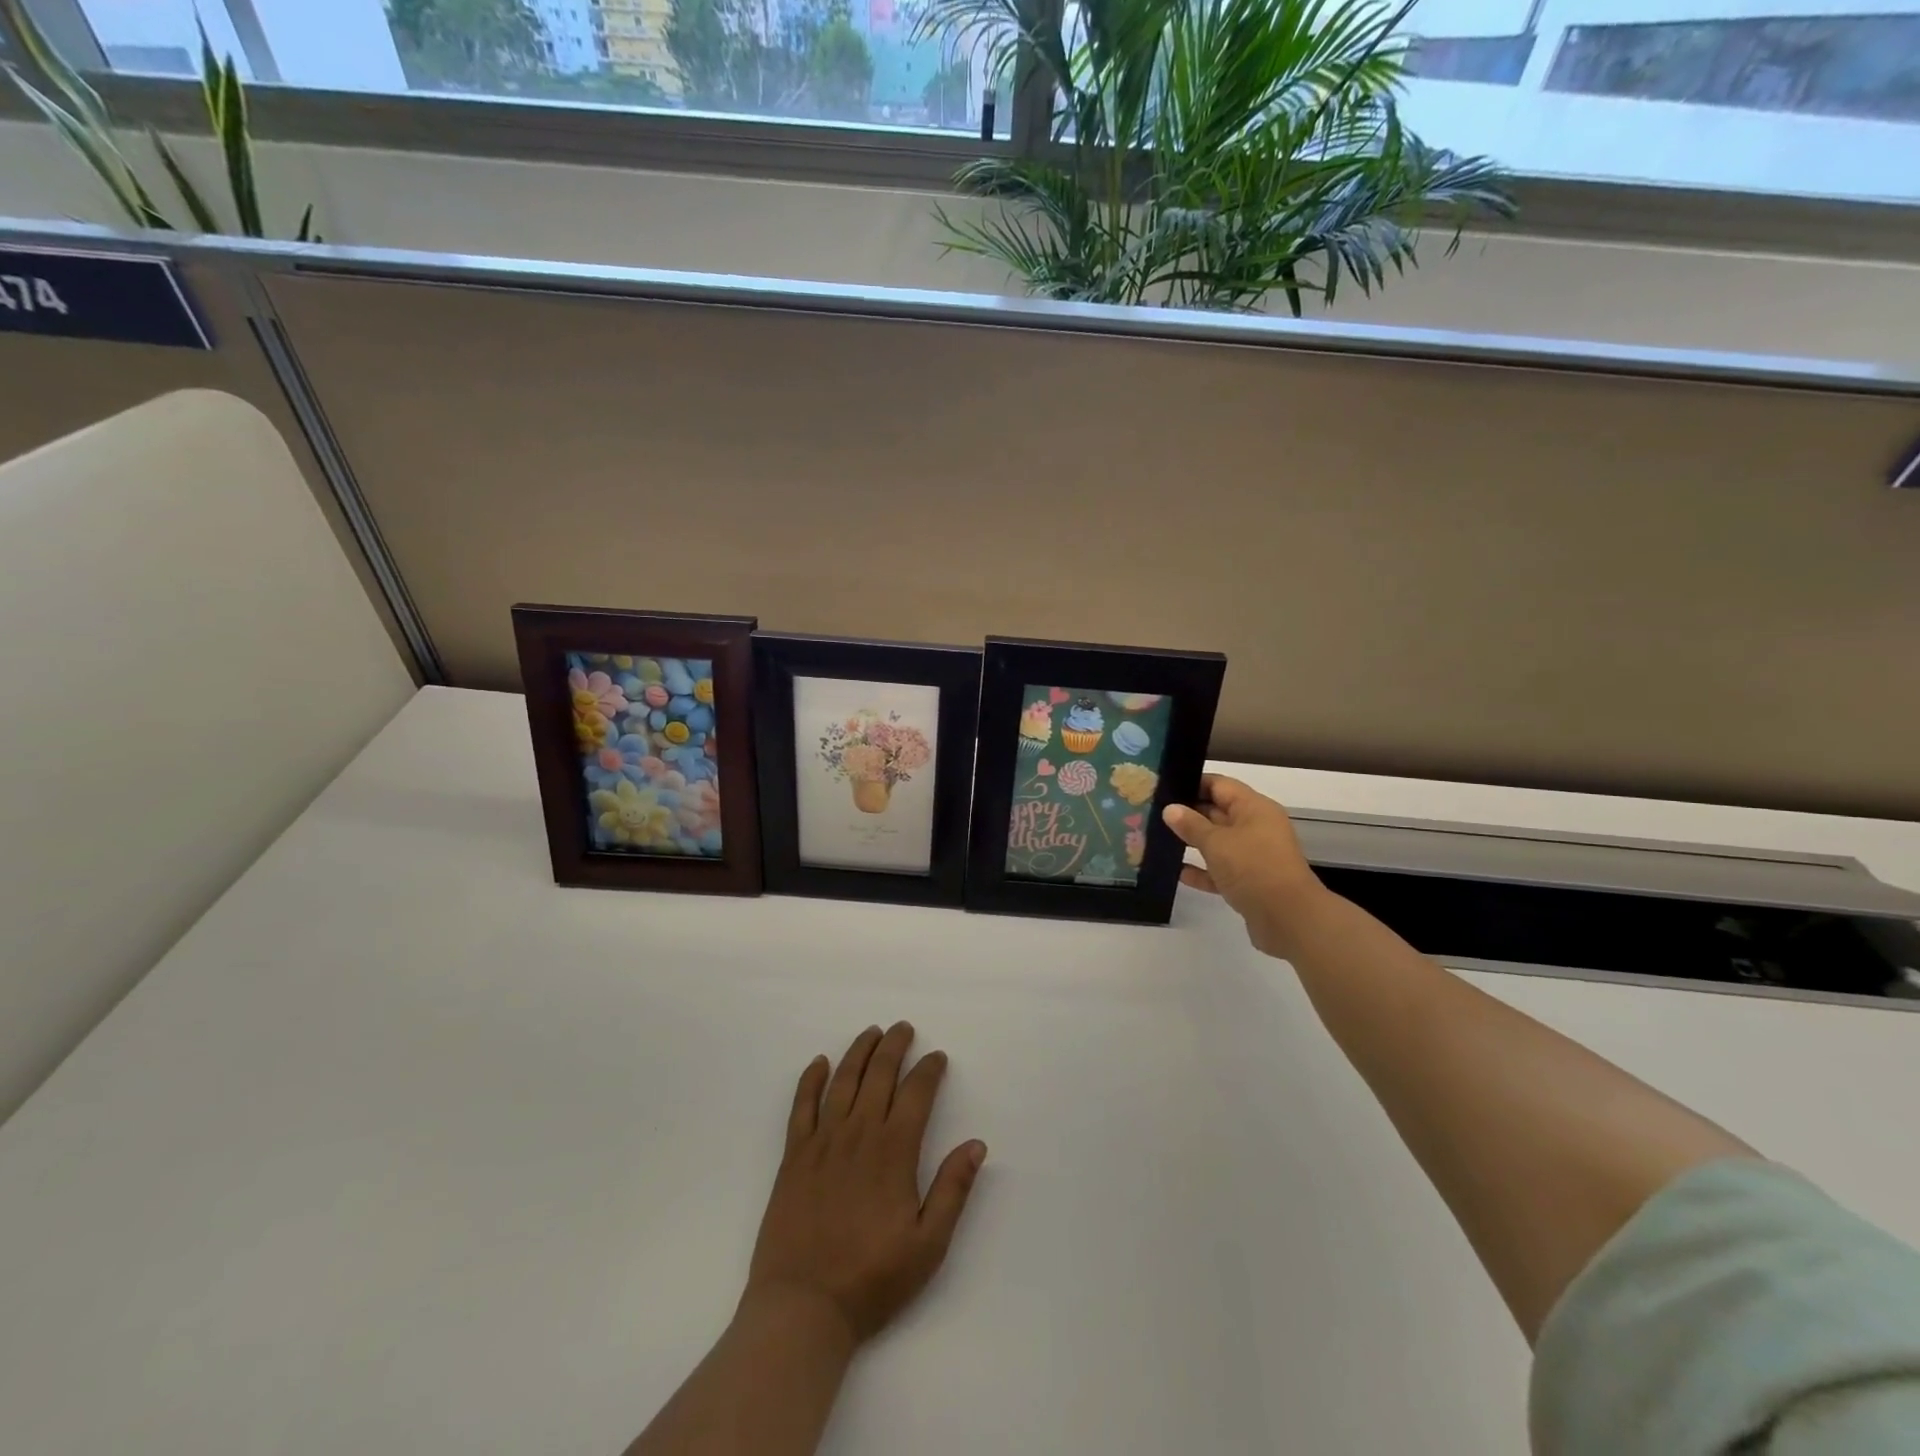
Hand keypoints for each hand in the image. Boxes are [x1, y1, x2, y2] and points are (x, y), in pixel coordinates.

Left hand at [742, 1023, 986, 1348]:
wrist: (804, 1307)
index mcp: (894, 1151)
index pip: (916, 1093)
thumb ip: (952, 1190)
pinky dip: (810, 1079)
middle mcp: (859, 1134)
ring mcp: (823, 1141)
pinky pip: (801, 1105)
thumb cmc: (872, 1279)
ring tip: (871, 1032)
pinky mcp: (794, 1155)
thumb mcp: (928, 1244)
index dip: (929, 1070)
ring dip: (859, 1051)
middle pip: (879, 1074)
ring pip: (843, 1080)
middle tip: (903, 1028)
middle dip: (894, 1046)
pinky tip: (819, 1063)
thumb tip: (976, 1144)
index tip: (937, 1057)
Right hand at [1163, 774, 1327, 958]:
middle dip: (1189, 813)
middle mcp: (1256, 827)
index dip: (1192, 783)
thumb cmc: (1253, 868)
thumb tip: (1171, 809)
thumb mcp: (1217, 842)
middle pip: (1218, 812)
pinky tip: (1177, 872)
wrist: (1288, 918)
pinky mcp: (1250, 882)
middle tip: (1153, 813)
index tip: (1162, 787)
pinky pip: (1221, 870)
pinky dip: (1202, 870)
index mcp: (1254, 808)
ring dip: (1193, 842)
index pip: (1220, 785)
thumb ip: (1191, 824)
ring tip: (1158, 839)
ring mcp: (1254, 856)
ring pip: (1219, 842)